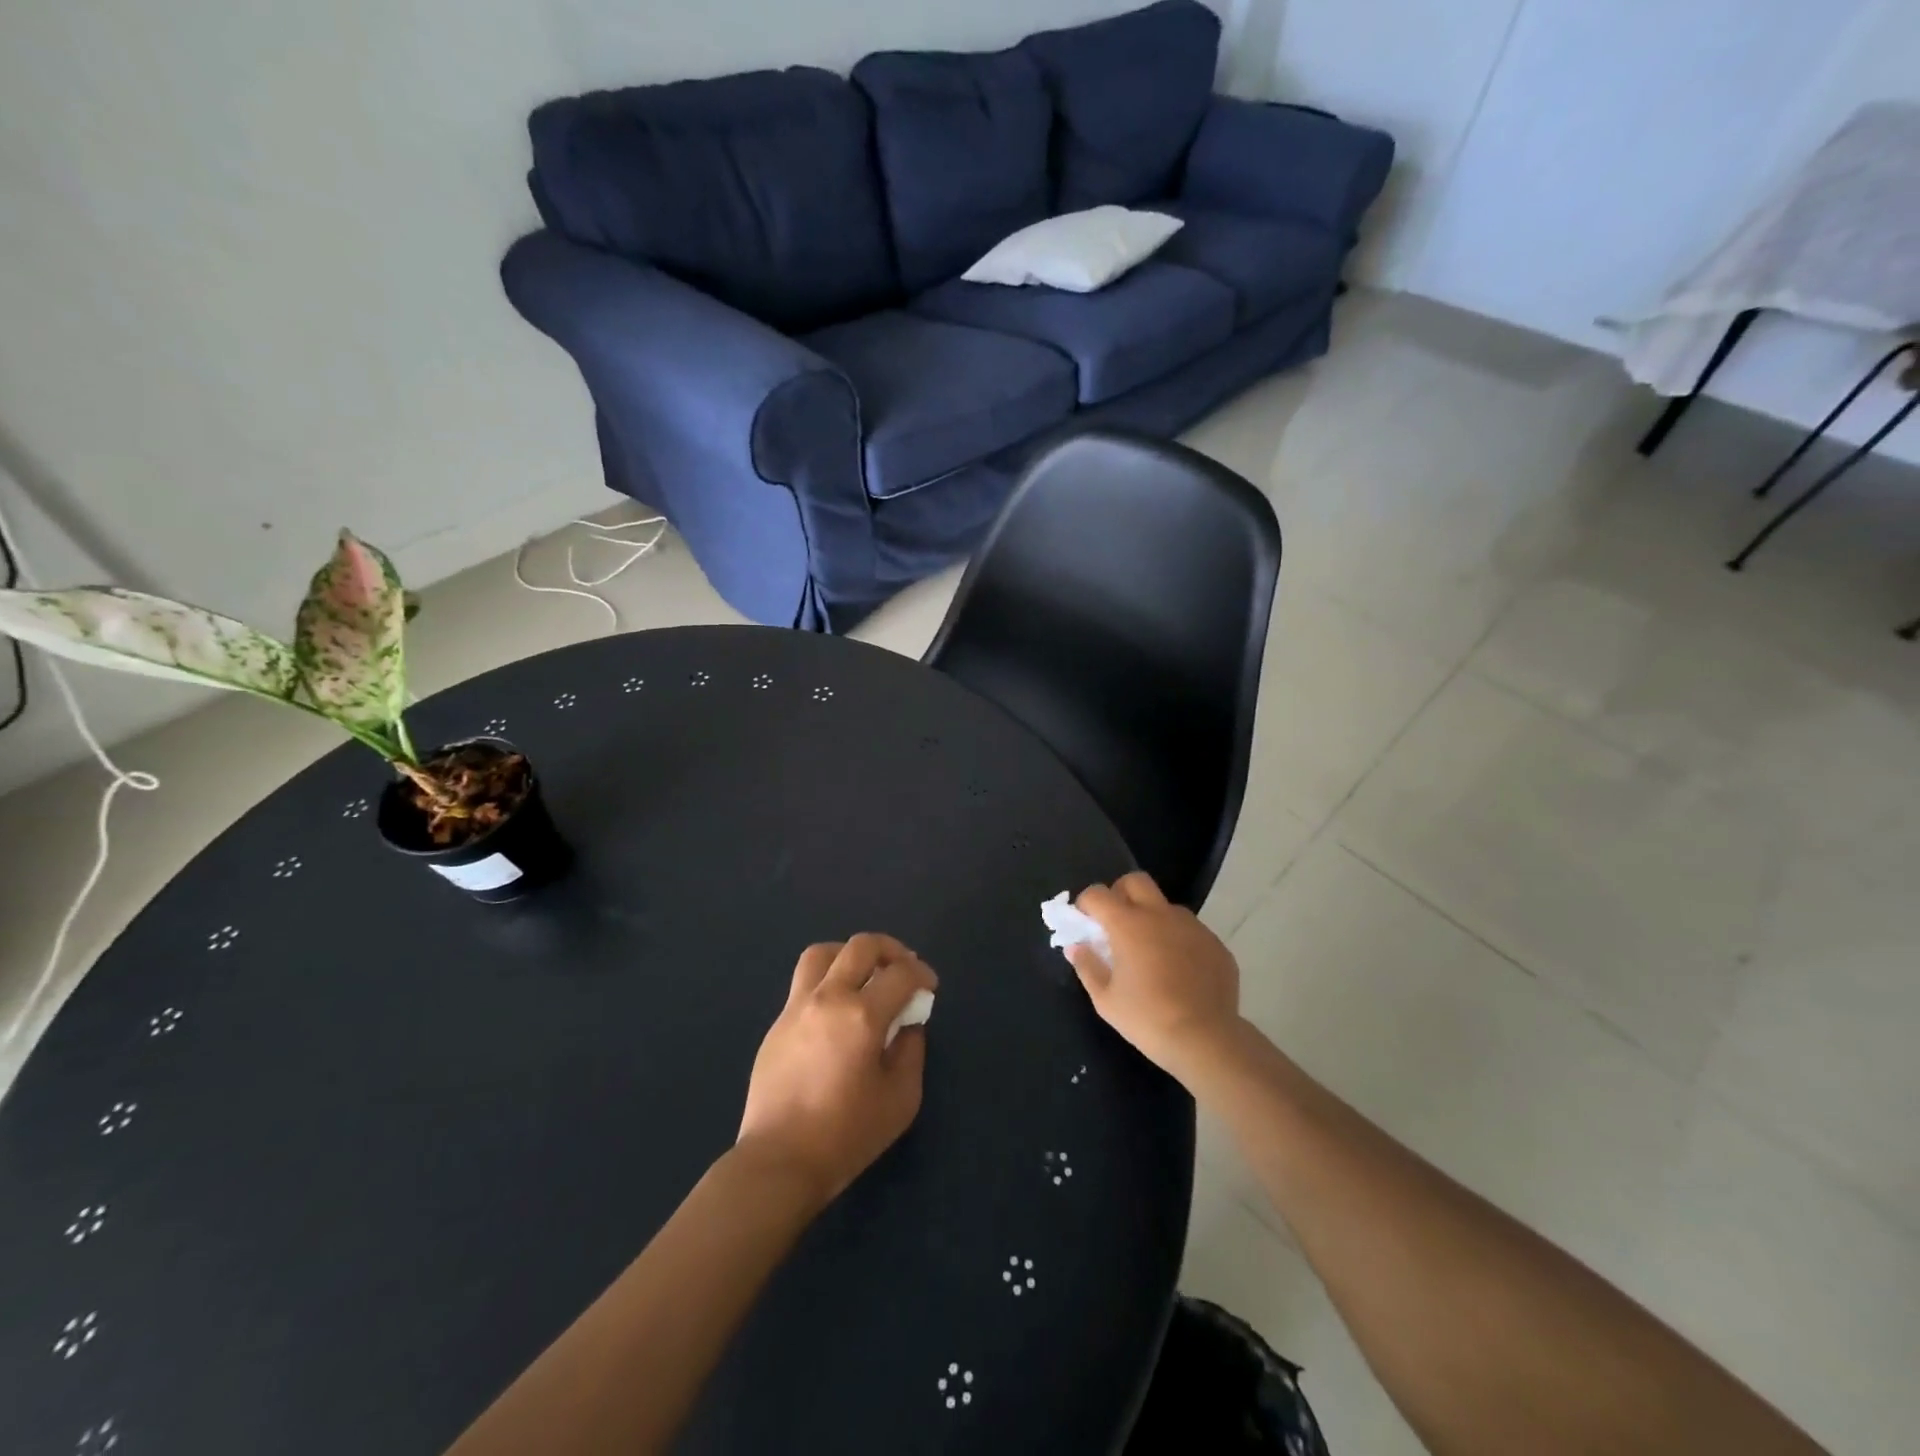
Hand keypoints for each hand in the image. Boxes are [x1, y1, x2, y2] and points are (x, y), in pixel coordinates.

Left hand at [736, 933, 937, 1207]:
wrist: (780, 1161)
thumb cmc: (847, 1135)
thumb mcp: (901, 1098)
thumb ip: (910, 1051)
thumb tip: (907, 1024)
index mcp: (862, 1015)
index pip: (901, 973)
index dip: (922, 974)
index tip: (929, 988)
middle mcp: (828, 998)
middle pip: (860, 946)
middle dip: (891, 949)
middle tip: (903, 968)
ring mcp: (797, 1007)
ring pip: (823, 953)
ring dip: (850, 955)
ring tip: (864, 975)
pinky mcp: (777, 1023)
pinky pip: (805, 982)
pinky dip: (828, 980)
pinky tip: (838, 1010)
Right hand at [1065, 872, 1242, 1084]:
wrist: (1206, 1040)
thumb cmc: (1147, 1019)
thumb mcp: (1105, 999)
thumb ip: (1087, 966)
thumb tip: (1077, 947)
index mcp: (1128, 924)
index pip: (1098, 894)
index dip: (1086, 904)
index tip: (1085, 922)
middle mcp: (1161, 915)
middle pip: (1135, 881)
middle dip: (1120, 893)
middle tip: (1116, 923)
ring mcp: (1192, 926)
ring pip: (1166, 906)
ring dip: (1152, 918)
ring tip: (1151, 953)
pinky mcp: (1215, 943)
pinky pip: (1190, 931)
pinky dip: (1178, 941)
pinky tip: (1179, 971)